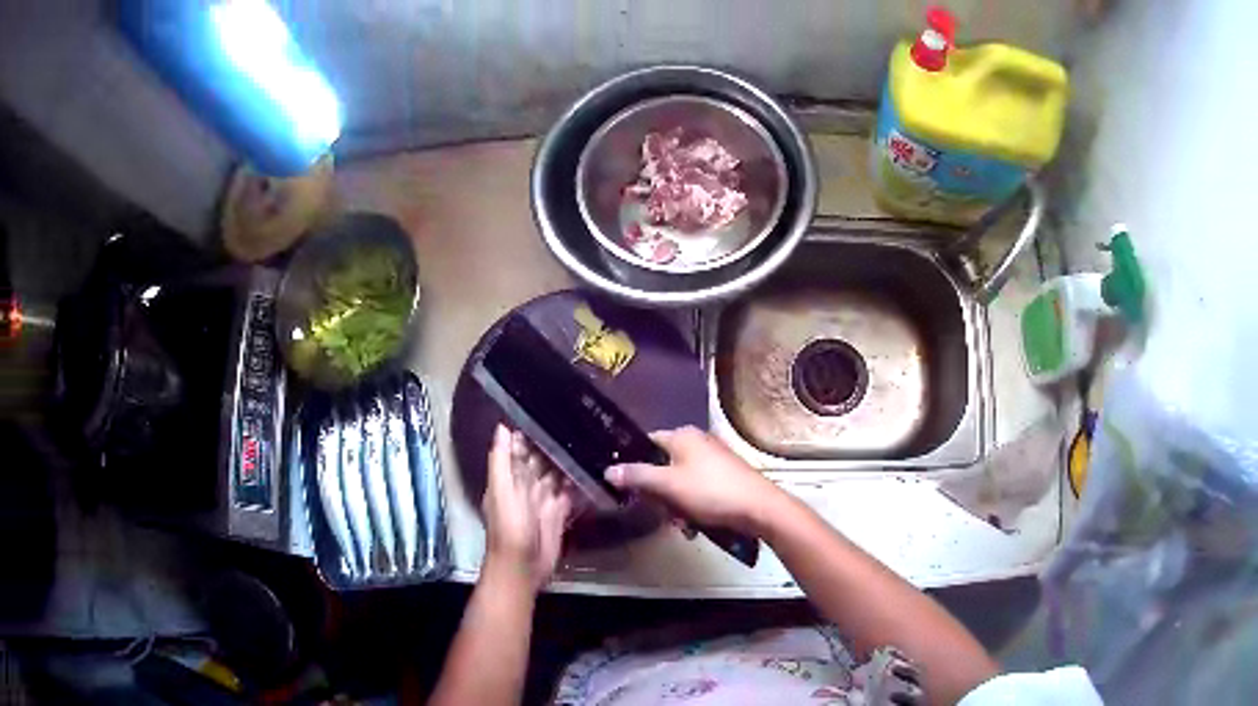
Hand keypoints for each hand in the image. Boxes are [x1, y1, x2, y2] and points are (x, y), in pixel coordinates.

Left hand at [482, 425, 573, 590]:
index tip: (550, 411)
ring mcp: (544, 501)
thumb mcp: (501, 491)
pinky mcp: (559, 514)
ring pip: (556, 475)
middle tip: (577, 422)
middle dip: (553, 445)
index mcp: (509, 478)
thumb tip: (503, 426)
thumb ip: (501, 460)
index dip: (530, 433)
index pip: (519, 449)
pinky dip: (578, 482)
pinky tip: (593, 468)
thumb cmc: (509, 528)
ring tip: (589, 440)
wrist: (522, 567)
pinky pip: (569, 493)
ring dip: (568, 462)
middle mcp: (526, 486)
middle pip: (540, 460)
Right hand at [605, 426, 787, 535]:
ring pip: (679, 483)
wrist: (758, 508)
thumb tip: (608, 470)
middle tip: (660, 512)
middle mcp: (698, 442)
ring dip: (676, 506)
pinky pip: (697, 491)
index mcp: (683, 436)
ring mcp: (713, 460)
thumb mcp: (668, 485)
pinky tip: (695, 526)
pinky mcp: (724, 478)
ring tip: (682, 524)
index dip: (633, 463)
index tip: (626, 486)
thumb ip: (637, 476)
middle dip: (659, 494)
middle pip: (662, 466)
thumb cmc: (711, 491)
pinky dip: (693, 507)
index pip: (646, 443)